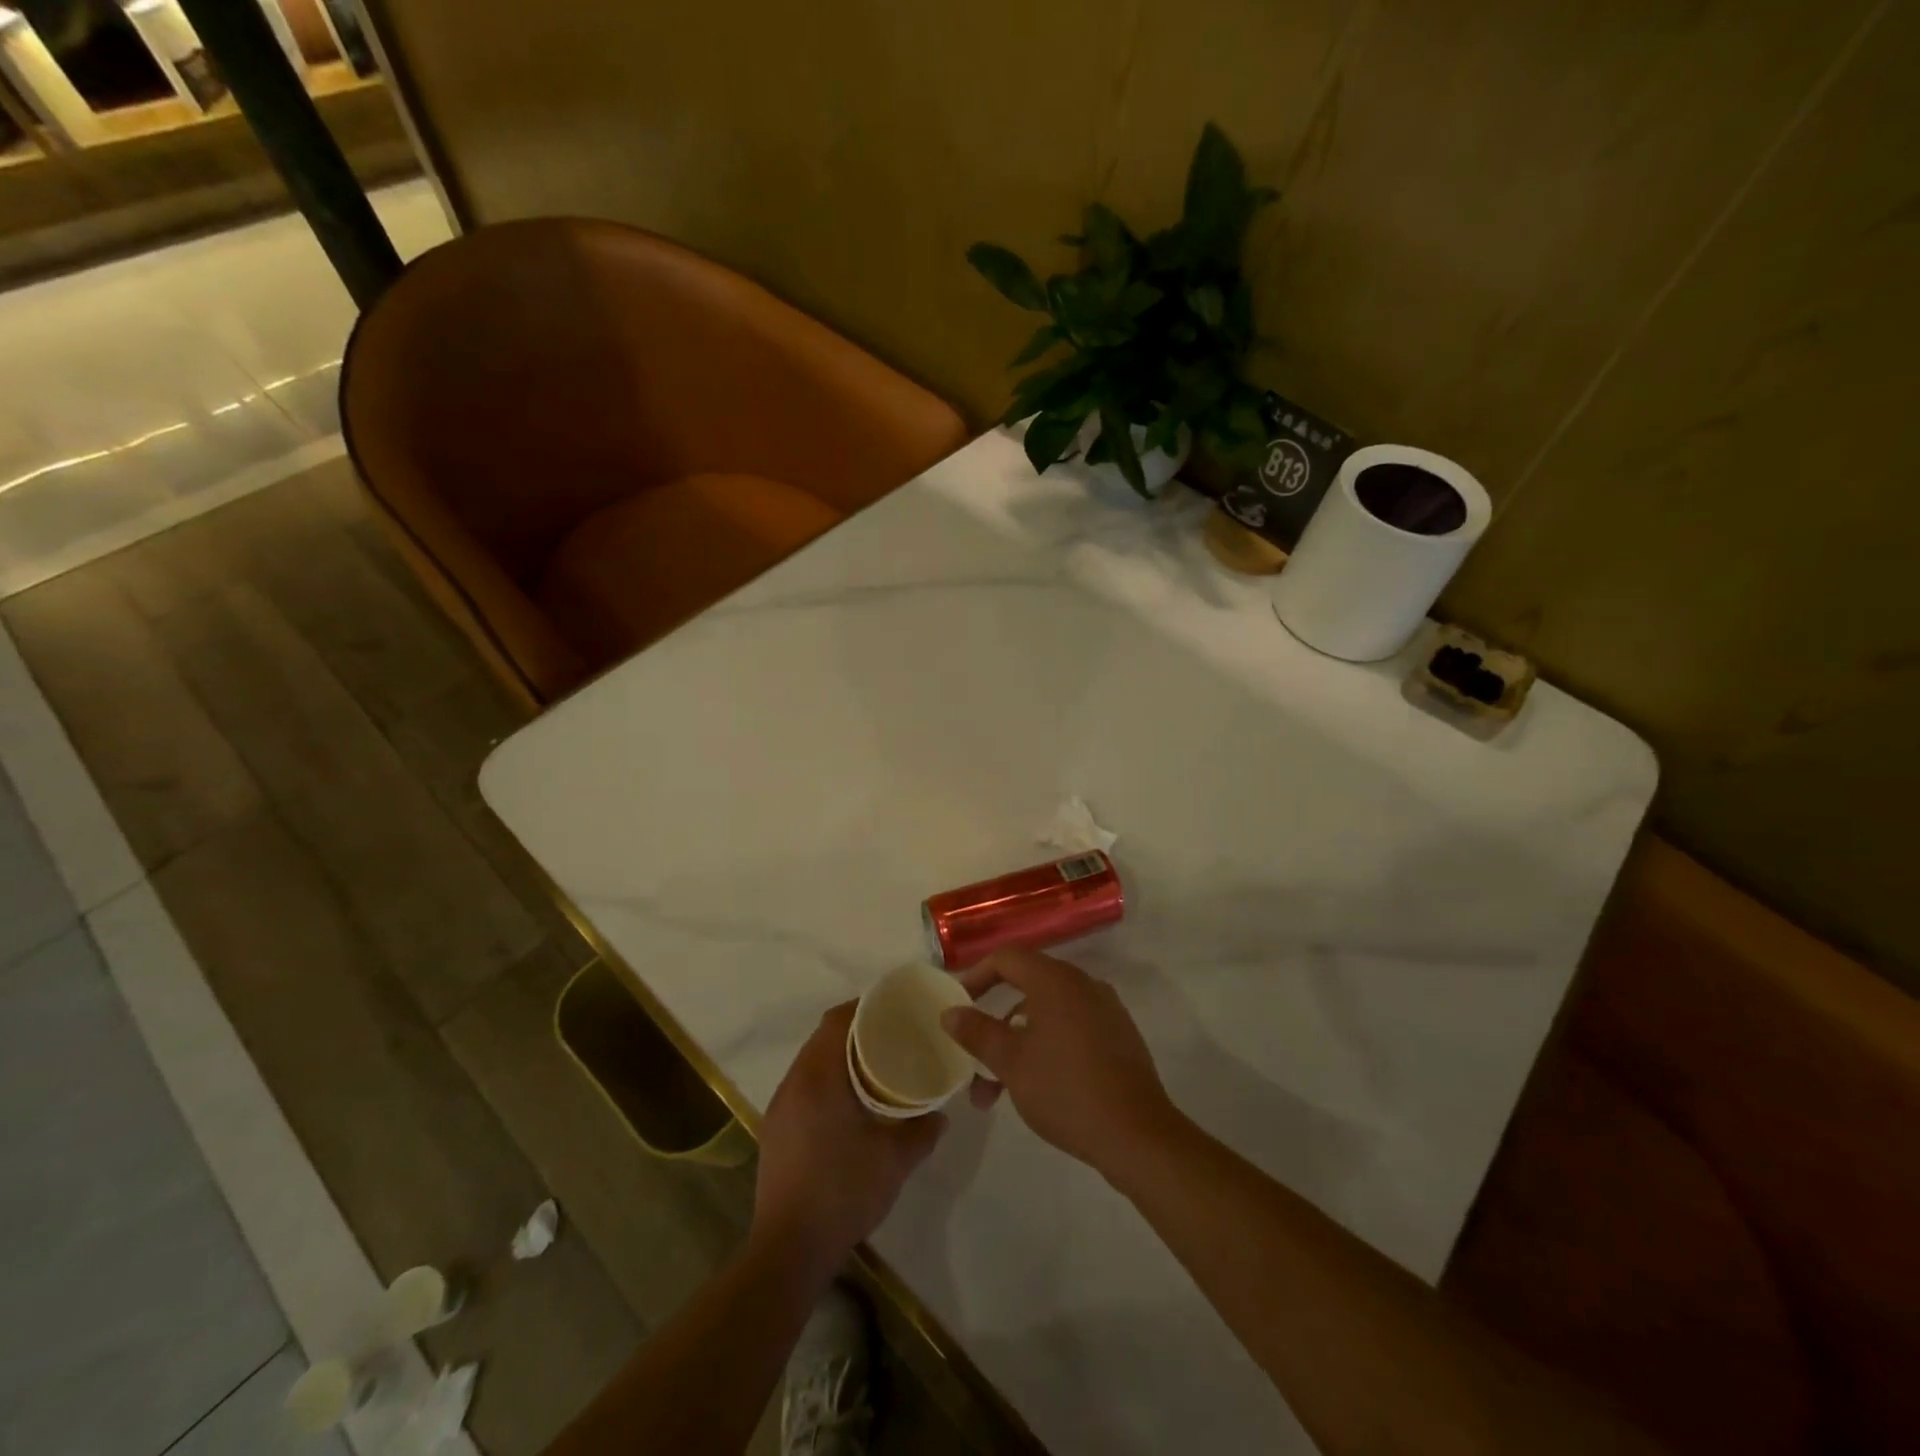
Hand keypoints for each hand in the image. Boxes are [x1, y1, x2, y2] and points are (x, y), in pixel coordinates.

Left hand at [752, 1003, 944, 1271]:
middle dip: (856, 1030)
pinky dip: (827, 1080)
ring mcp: (780, 1106)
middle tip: (892, 1037)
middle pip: (823, 1037)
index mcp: (819, 1076)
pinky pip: (804, 1085)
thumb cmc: (844, 1192)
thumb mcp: (895, 1160)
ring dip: (840, 1056)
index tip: (895, 1010)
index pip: (838, 1020)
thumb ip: (922, 1131)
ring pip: (812, 1061)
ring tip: (875, 1067)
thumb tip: (940, 1115)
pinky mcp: (775, 1129)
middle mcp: (794, 1081)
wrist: (789, 1250)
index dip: (866, 1007)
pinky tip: (850, 1103)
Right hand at [941, 948, 1178, 1181]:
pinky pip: (1072, 1027)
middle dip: (995, 1021)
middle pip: (1028, 986)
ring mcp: (1106, 1009)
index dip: (977, 976)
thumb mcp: (1011, 1063)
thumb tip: (950, 1012)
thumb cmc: (1066, 1090)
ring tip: (995, 1092)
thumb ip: (978, 1032)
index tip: (960, 1005)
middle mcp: (1083, 984)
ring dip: (1018, 1043)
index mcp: (1056, 980)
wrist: (1137, 1134)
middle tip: (974, 1055)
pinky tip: (1038, 1084)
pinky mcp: (1119, 1035)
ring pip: (1048, 1013)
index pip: (1007, 958)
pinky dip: (1047, 1045)